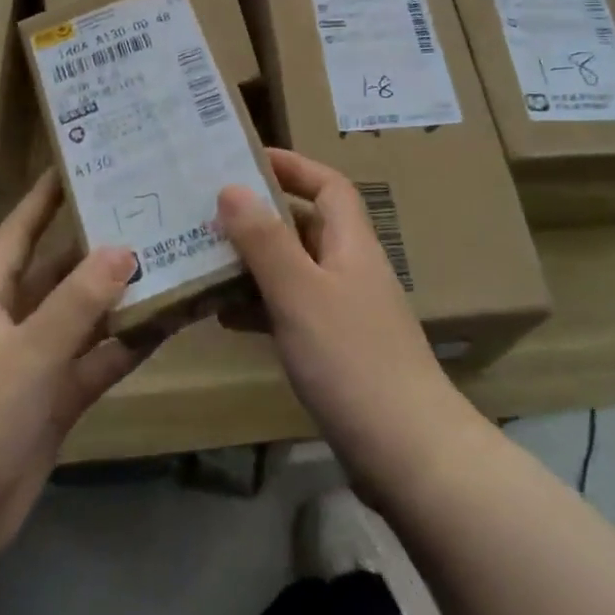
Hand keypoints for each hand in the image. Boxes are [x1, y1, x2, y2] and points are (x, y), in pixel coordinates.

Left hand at [0, 172, 143, 559]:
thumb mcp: (29, 351)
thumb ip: (78, 301)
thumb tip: (123, 248)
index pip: (19, 233)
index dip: (42, 199)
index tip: (75, 165)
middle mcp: (15, 322)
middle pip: (59, 271)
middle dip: (95, 245)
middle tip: (145, 212)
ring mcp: (38, 363)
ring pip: (85, 317)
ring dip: (120, 296)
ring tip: (168, 261)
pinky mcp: (57, 401)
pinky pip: (98, 362)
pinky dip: (126, 346)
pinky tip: (165, 325)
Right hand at [217, 149, 472, 504]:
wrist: (411, 456)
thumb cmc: (353, 360)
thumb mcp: (300, 293)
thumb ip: (265, 241)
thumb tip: (231, 187)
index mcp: (351, 244)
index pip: (328, 186)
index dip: (293, 166)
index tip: (247, 158)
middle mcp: (350, 270)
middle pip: (305, 226)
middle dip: (260, 215)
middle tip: (209, 211)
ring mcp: (345, 313)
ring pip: (294, 271)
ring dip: (254, 263)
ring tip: (204, 259)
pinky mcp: (337, 352)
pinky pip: (291, 312)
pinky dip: (260, 307)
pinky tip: (224, 317)